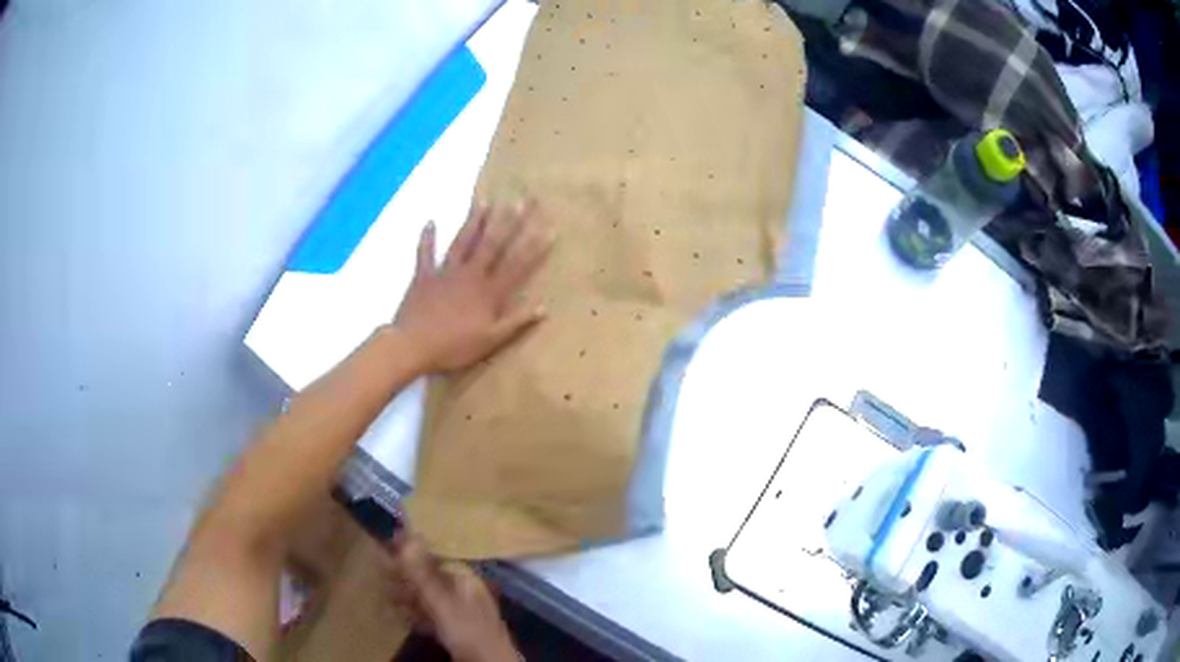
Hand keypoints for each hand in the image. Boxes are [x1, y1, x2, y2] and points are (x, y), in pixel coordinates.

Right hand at [385, 531, 520, 661]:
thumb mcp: (444, 603)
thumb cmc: (469, 631)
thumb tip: (409, 534)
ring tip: (385, 595)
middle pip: (429, 577)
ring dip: (405, 595)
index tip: (389, 542)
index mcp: (465, 579)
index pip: (437, 555)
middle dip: (404, 574)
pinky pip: (430, 617)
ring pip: (427, 597)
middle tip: (379, 570)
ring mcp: (459, 612)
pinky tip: (397, 615)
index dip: (413, 549)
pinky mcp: (454, 631)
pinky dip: (414, 614)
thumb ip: (425, 574)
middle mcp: (463, 591)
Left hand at [394, 200, 552, 372]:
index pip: (517, 266)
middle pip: (491, 244)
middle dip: (507, 222)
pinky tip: (430, 222)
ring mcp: (445, 272)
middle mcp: (470, 275)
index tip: (549, 228)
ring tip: (484, 200)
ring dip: (473, 221)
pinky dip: (427, 238)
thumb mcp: (490, 340)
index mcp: (488, 292)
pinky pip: (425, 253)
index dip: (534, 247)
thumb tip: (543, 307)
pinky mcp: (423, 276)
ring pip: (462, 242)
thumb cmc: (454, 347)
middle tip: (518, 200)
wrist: (413, 346)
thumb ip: (516, 323)